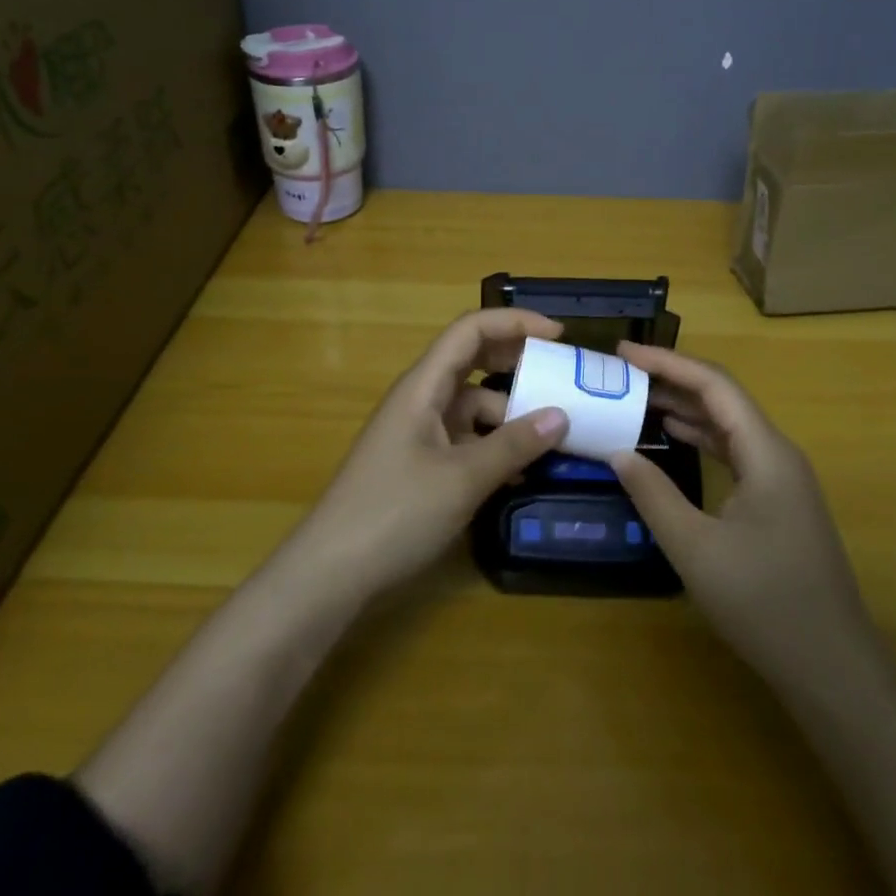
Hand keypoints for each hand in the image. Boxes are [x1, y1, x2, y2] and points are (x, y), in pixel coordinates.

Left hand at [289, 309, 570, 596]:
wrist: (331, 572)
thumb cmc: (394, 513)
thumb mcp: (462, 479)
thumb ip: (513, 445)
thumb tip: (561, 415)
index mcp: (423, 386)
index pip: (470, 330)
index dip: (515, 323)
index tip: (559, 336)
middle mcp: (421, 399)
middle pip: (474, 361)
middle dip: (518, 363)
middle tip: (563, 377)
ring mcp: (420, 432)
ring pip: (474, 405)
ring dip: (511, 413)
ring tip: (556, 435)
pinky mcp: (422, 464)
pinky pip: (467, 439)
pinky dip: (496, 445)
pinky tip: (524, 471)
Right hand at [609, 343, 876, 696]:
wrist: (834, 669)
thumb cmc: (765, 604)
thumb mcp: (695, 549)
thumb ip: (653, 494)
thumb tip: (618, 451)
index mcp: (766, 452)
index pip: (713, 385)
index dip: (667, 362)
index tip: (623, 351)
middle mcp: (778, 454)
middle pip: (722, 398)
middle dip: (672, 379)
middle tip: (622, 373)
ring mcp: (782, 479)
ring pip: (729, 425)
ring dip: (686, 407)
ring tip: (637, 396)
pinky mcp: (779, 502)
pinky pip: (735, 452)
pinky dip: (701, 438)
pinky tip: (674, 439)